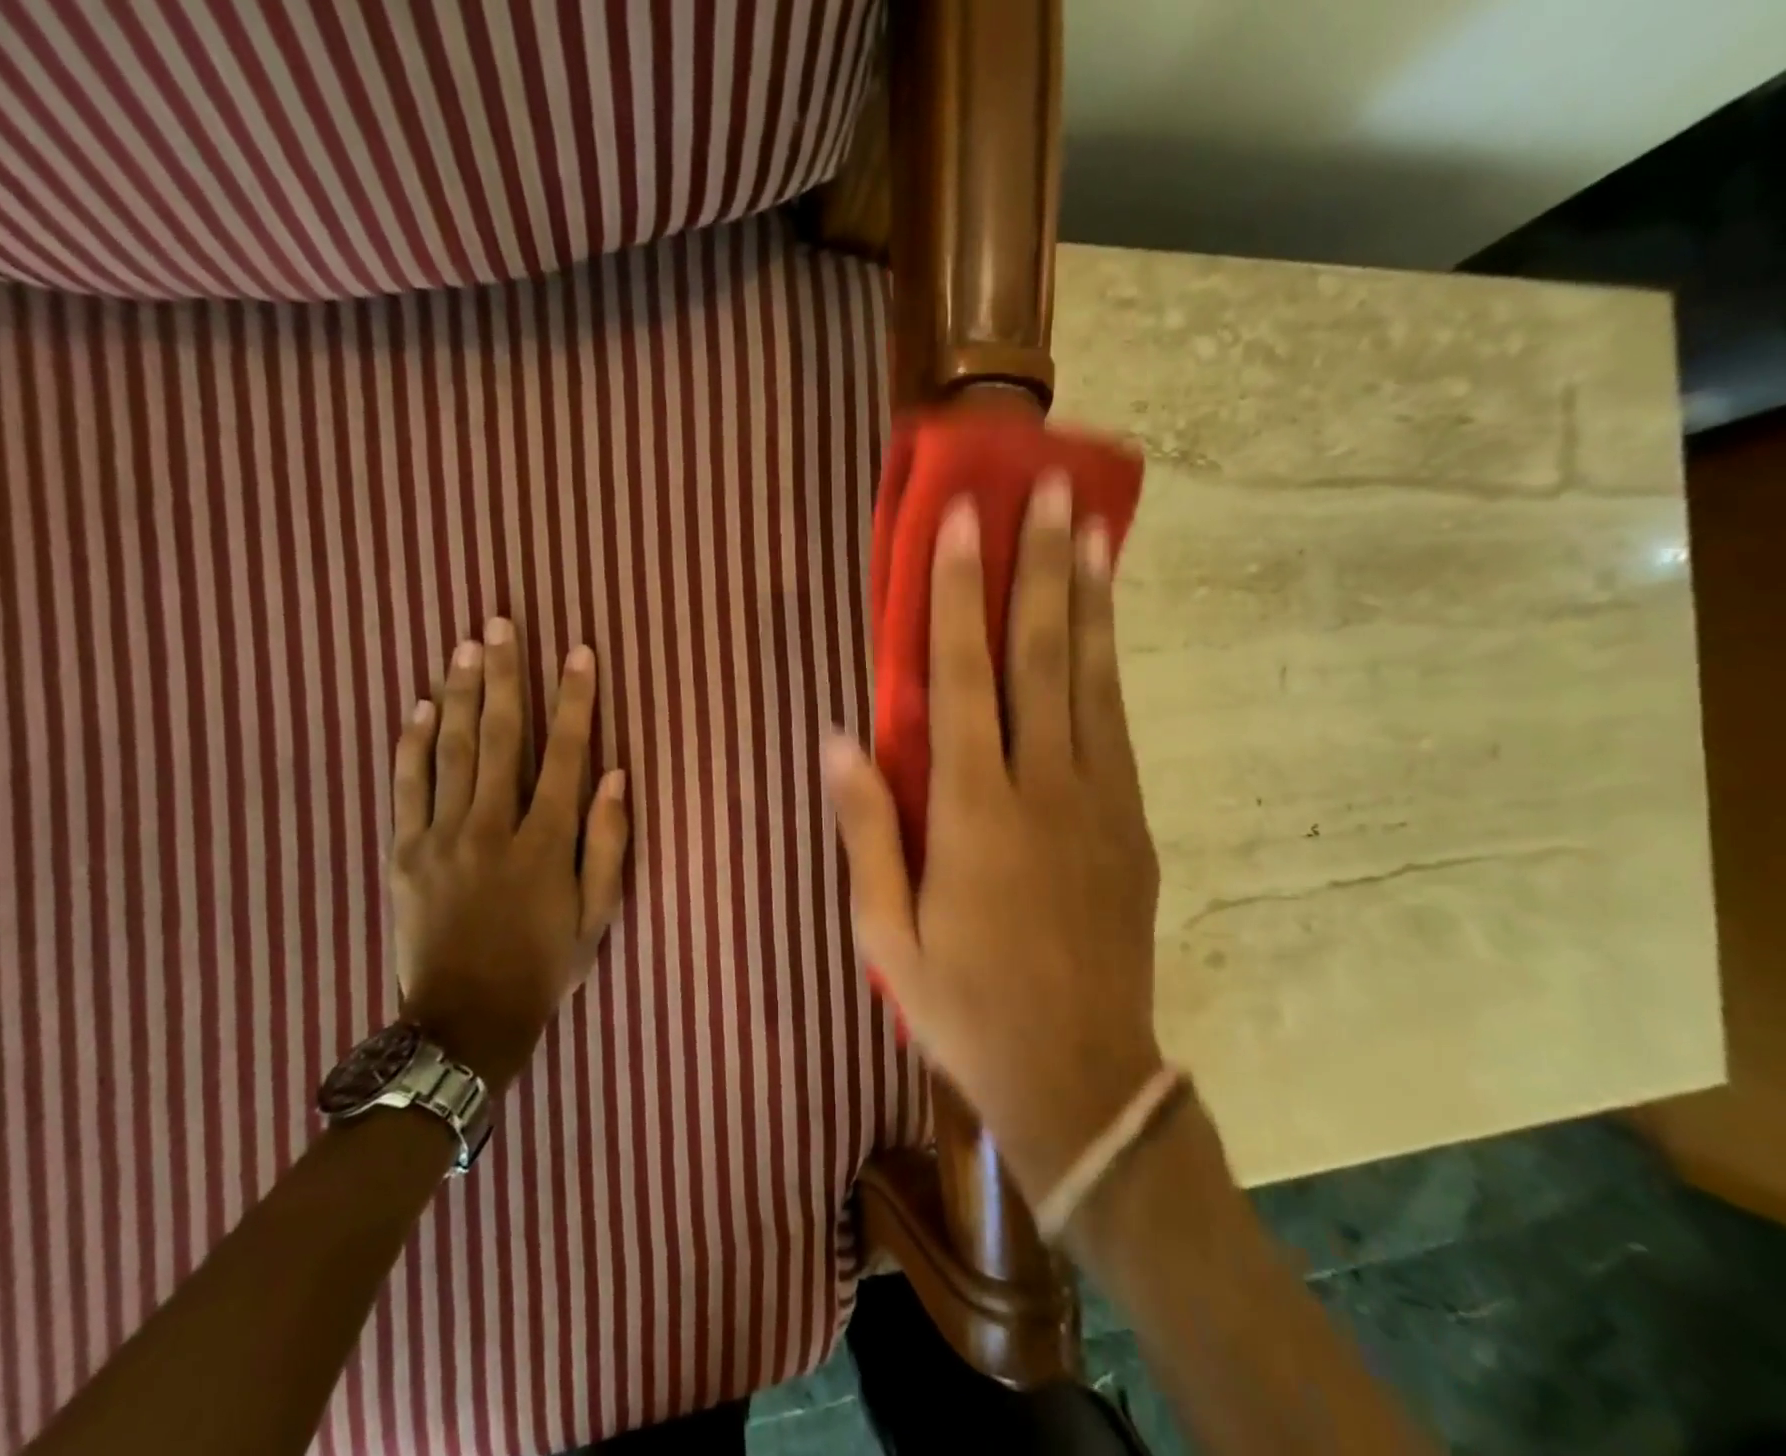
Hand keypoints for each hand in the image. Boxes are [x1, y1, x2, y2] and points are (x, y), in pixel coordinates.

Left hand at [389, 619, 628, 1089]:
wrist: (464, 1021)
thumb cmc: (544, 966)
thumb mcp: (597, 916)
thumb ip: (608, 844)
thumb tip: (616, 777)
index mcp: (544, 844)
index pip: (566, 755)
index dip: (576, 700)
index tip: (580, 653)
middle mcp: (491, 828)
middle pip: (499, 737)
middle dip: (505, 676)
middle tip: (502, 623)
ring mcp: (441, 838)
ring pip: (451, 751)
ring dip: (460, 693)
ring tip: (466, 645)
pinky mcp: (404, 853)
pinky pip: (406, 786)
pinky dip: (412, 744)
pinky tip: (419, 706)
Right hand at [825, 475, 1160, 1200]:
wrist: (1079, 1074)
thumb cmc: (965, 1006)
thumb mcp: (887, 934)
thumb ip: (867, 830)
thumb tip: (838, 739)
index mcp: (972, 811)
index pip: (960, 678)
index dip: (958, 596)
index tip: (964, 523)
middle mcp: (1042, 788)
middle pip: (1041, 657)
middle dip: (1042, 567)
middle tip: (1052, 490)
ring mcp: (1098, 802)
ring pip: (1093, 680)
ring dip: (1090, 601)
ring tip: (1093, 532)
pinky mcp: (1131, 825)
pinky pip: (1116, 726)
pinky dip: (1110, 667)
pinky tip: (1106, 630)